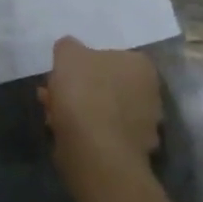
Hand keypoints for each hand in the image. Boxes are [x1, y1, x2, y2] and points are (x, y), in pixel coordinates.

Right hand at [39, 37, 161, 175]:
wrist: (96, 152)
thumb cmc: (85, 92)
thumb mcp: (67, 54)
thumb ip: (69, 47)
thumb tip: (71, 51)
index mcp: (142, 67)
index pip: (112, 58)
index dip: (84, 64)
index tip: (64, 72)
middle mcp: (151, 96)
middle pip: (107, 86)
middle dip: (79, 89)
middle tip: (53, 93)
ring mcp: (145, 128)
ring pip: (104, 112)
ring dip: (79, 111)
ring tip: (51, 114)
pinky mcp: (133, 155)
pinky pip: (104, 136)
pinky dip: (85, 133)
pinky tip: (62, 132)